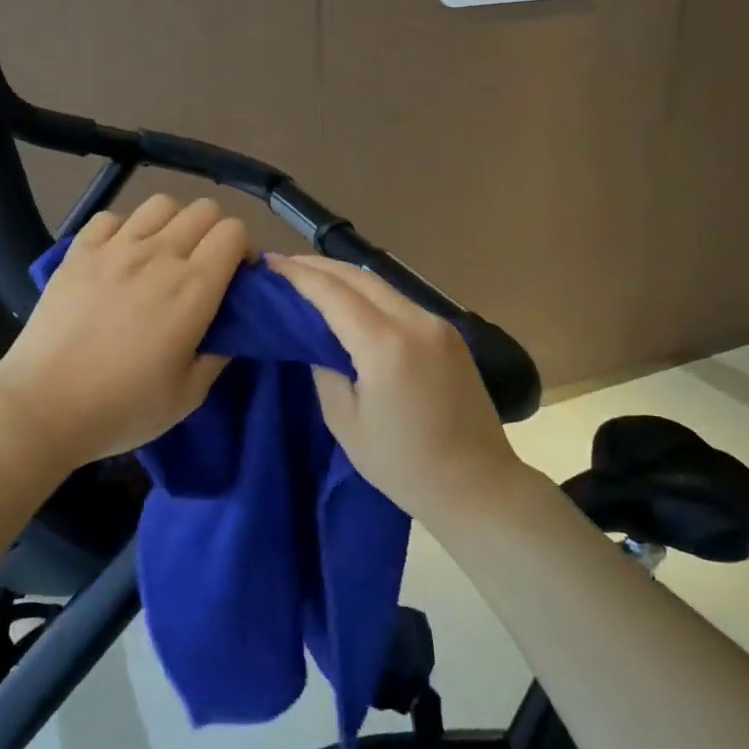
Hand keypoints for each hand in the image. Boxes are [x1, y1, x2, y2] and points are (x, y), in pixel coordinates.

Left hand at [0, 195, 249, 476]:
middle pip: (202, 209)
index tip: (236, 275)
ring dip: (172, 222)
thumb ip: (217, 356)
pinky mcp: (79, 251)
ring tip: (162, 253)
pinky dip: (123, 228)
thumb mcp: (188, 395)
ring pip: (159, 204)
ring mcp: (115, 248)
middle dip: (213, 231)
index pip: (233, 231)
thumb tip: (228, 332)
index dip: (243, 248)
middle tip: (203, 264)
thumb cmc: (122, 408)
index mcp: (194, 287)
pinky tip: (118, 255)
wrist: (43, 407)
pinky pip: (110, 217)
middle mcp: (159, 255)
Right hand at [271, 255, 523, 524]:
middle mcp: (415, 322)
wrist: (478, 486)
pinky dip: (368, 294)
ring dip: (343, 276)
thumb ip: (324, 371)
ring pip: (381, 284)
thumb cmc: (404, 465)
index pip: (333, 293)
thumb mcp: (346, 423)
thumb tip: (315, 340)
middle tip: (283, 265)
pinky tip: (349, 301)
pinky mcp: (449, 334)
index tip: (269, 263)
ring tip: (310, 278)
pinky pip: (399, 300)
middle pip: (359, 276)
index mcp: (386, 345)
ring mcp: (437, 324)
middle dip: (318, 266)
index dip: (298, 275)